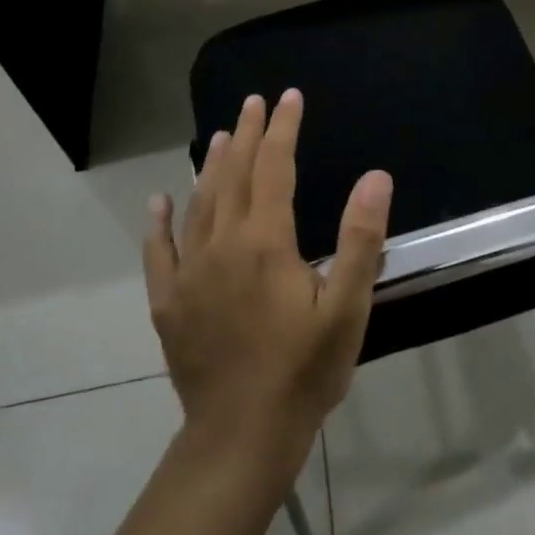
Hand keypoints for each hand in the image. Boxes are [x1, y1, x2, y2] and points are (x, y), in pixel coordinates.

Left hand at [145, 88, 391, 476]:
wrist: (242, 436)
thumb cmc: (304, 370)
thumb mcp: (347, 307)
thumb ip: (360, 239)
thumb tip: (375, 177)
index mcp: (266, 242)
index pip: (274, 167)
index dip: (283, 129)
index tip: (289, 98)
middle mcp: (222, 244)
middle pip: (235, 175)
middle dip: (248, 134)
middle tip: (254, 102)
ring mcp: (190, 273)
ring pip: (200, 203)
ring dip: (212, 165)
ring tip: (222, 136)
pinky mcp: (169, 302)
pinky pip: (160, 251)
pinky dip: (160, 222)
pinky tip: (160, 201)